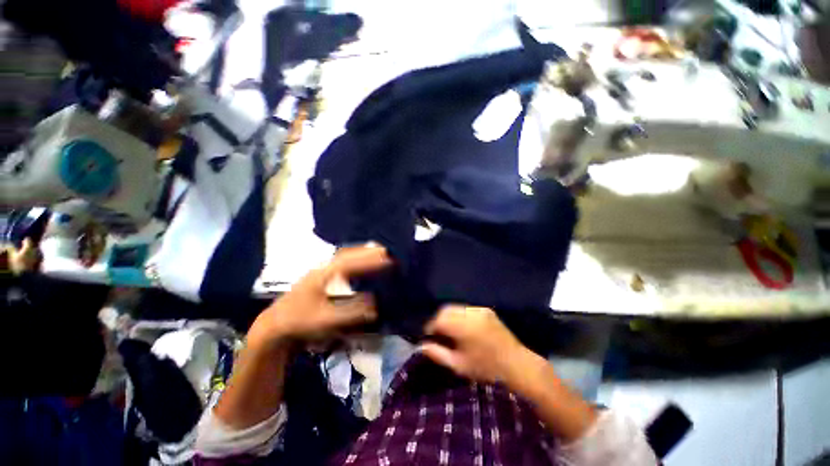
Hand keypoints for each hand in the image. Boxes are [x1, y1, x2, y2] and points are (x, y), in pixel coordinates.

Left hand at [249, 246, 391, 344]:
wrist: (274, 326)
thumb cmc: (299, 322)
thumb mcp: (325, 320)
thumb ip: (351, 312)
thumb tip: (375, 303)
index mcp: (325, 274)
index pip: (353, 262)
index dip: (371, 260)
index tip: (388, 258)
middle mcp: (324, 267)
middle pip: (349, 253)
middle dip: (368, 251)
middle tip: (386, 250)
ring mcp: (321, 271)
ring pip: (344, 256)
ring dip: (361, 253)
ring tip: (377, 252)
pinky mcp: (321, 277)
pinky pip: (342, 262)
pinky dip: (354, 259)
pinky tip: (359, 263)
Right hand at [419, 305, 531, 385]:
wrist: (516, 364)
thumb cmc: (486, 368)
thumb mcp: (458, 365)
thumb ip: (437, 354)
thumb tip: (421, 346)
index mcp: (462, 326)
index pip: (438, 320)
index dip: (430, 327)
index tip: (428, 336)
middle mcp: (470, 313)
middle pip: (446, 310)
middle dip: (438, 320)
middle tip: (437, 334)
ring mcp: (479, 309)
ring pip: (456, 308)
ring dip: (449, 316)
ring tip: (449, 331)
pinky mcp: (486, 310)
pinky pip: (466, 309)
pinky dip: (460, 315)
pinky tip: (462, 327)